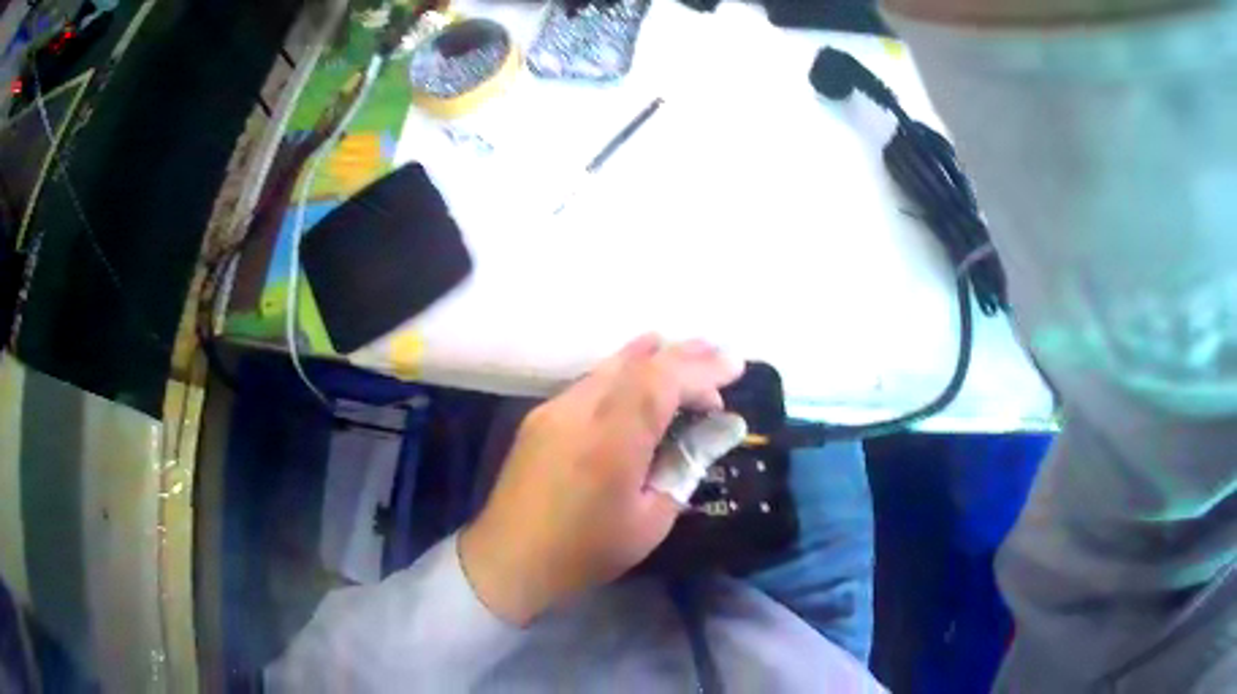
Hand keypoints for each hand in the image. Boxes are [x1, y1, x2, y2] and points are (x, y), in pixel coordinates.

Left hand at [459, 335, 742, 625]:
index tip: (735, 369)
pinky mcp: (540, 415)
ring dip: (653, 357)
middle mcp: (579, 411)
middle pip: (637, 364)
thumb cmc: (585, 552)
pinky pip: (592, 381)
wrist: (508, 559)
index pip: (661, 382)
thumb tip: (721, 428)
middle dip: (683, 354)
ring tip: (689, 353)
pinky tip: (641, 375)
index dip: (701, 370)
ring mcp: (554, 408)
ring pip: (611, 366)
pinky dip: (625, 372)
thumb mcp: (651, 521)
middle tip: (720, 355)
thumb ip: (686, 464)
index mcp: (610, 442)